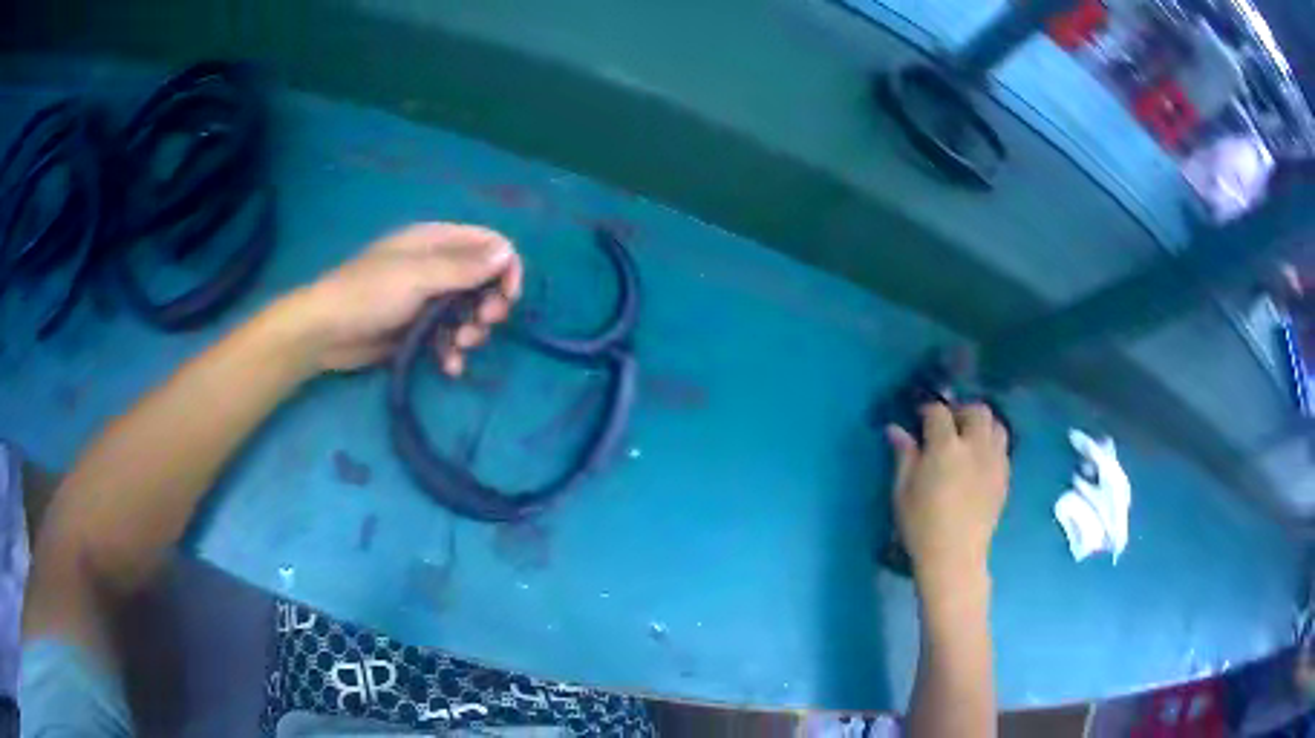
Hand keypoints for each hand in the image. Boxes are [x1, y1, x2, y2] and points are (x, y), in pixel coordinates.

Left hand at [290, 223, 523, 372]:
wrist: (325, 333)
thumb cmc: (368, 294)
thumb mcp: (417, 276)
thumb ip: (463, 267)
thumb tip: (506, 252)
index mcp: (436, 242)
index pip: (489, 244)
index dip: (505, 268)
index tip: (507, 297)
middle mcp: (437, 267)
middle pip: (484, 281)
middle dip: (489, 304)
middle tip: (483, 324)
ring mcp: (427, 300)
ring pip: (469, 313)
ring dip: (473, 331)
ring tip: (460, 346)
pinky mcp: (418, 330)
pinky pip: (449, 337)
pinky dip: (453, 351)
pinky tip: (449, 367)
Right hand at [888, 403, 1009, 593]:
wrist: (954, 556)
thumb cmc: (921, 525)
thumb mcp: (902, 491)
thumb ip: (904, 455)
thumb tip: (895, 429)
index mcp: (945, 447)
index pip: (938, 412)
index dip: (927, 410)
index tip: (919, 418)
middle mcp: (975, 446)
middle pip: (976, 410)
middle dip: (961, 410)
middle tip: (948, 424)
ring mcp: (994, 460)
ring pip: (996, 424)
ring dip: (982, 424)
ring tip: (968, 437)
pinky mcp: (1004, 477)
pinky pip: (1003, 447)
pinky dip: (991, 443)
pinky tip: (979, 459)